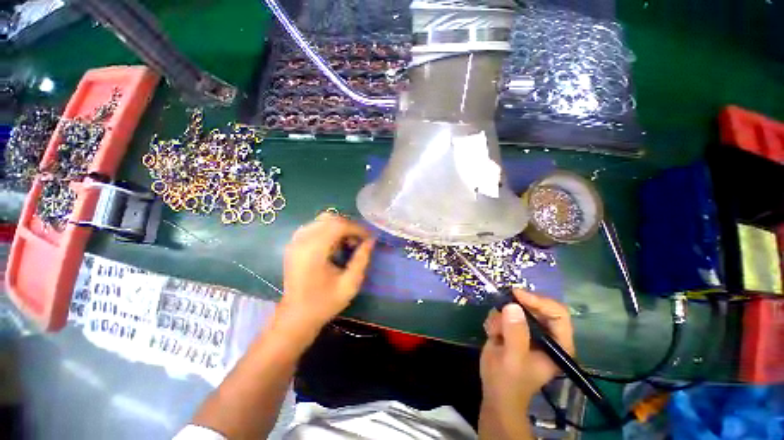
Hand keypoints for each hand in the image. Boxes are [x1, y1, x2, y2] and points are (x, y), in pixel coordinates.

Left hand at [279, 213, 374, 333]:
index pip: (339, 225)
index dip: (357, 228)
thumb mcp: (350, 284)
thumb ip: (362, 259)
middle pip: (330, 218)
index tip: (369, 237)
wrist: (296, 316)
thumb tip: (372, 240)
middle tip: (360, 241)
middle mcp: (302, 241)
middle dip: (349, 226)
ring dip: (339, 227)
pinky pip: (315, 226)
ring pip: (322, 220)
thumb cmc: (325, 303)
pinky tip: (335, 244)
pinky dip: (329, 230)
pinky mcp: (294, 244)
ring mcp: (295, 241)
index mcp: (314, 251)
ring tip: (349, 243)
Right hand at [480, 290, 573, 407]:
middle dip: (516, 307)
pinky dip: (495, 320)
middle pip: (536, 306)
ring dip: (501, 317)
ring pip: (516, 308)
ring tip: (495, 333)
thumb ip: (515, 334)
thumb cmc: (509, 381)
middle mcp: (546, 335)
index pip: (558, 313)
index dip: (539, 301)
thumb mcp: (513, 359)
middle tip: (500, 306)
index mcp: (557, 344)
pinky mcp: (514, 329)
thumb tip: (512, 306)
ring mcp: (529, 331)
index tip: (517, 295)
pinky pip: (504, 313)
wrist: (495, 392)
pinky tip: (491, 335)